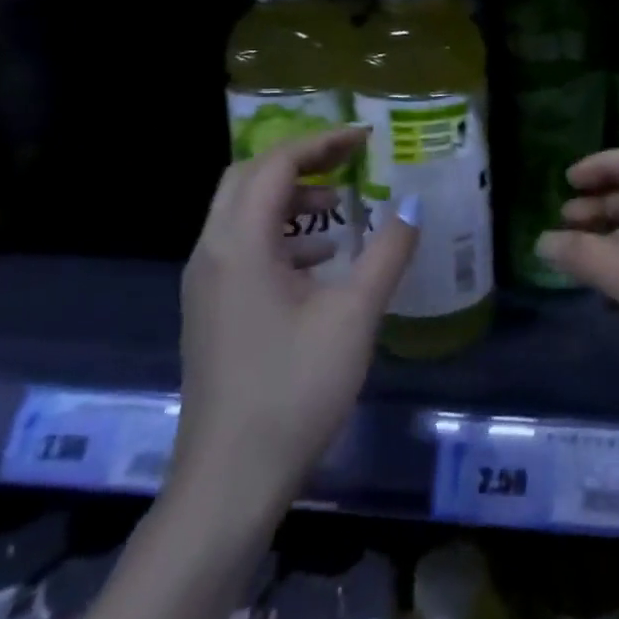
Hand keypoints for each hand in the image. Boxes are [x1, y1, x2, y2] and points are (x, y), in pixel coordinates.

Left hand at [170, 127, 416, 533]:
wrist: (230, 480)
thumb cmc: (295, 388)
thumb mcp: (355, 314)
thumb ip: (387, 251)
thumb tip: (412, 206)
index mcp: (239, 244)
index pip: (275, 164)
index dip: (322, 143)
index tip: (367, 139)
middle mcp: (212, 253)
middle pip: (248, 179)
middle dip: (300, 162)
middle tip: (350, 162)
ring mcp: (206, 285)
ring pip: (242, 214)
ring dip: (289, 199)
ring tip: (341, 211)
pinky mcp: (211, 312)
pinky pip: (242, 248)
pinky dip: (281, 236)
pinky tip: (321, 263)